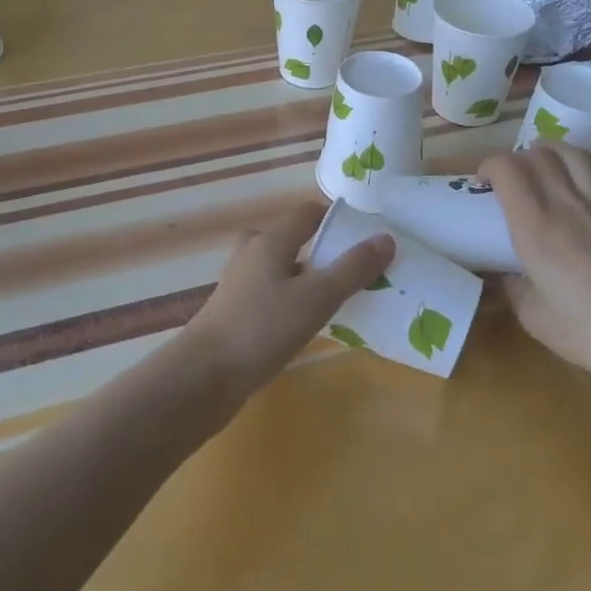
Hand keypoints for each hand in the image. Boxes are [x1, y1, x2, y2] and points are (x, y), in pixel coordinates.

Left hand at [187, 202, 393, 395]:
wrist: (204, 376)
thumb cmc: (262, 328)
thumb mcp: (316, 297)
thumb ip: (352, 269)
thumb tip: (386, 238)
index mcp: (270, 240)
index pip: (308, 213)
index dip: (337, 219)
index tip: (366, 238)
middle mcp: (252, 253)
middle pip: (294, 239)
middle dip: (324, 251)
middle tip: (356, 272)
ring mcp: (240, 283)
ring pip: (282, 268)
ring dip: (309, 278)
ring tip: (340, 299)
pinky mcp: (236, 311)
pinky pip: (272, 293)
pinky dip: (293, 300)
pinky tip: (308, 324)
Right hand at [479, 145, 590, 397]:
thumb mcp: (534, 317)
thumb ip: (513, 287)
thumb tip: (504, 273)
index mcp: (536, 226)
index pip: (507, 168)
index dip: (489, 165)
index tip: (482, 182)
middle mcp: (568, 203)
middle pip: (539, 153)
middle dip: (516, 158)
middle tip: (509, 180)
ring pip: (573, 154)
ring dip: (550, 153)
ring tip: (543, 170)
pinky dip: (579, 174)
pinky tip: (578, 198)